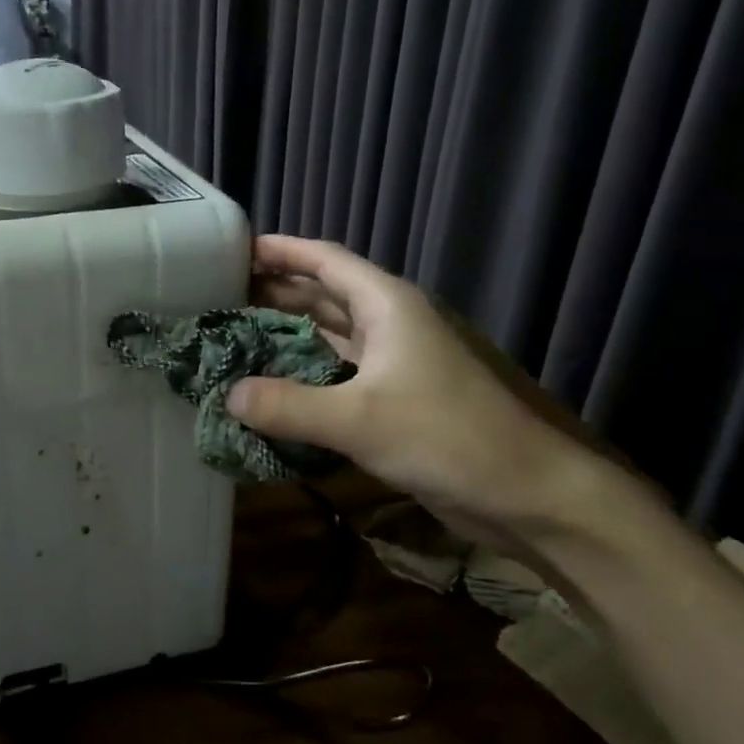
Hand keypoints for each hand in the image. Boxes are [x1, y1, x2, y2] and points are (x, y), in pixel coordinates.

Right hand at [228, 235, 625, 549]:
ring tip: (234, 338)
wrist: (524, 492)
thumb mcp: (359, 418)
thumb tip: (228, 396)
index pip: (325, 260)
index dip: (280, 251)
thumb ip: (288, 405)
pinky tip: (269, 390)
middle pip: (322, 296)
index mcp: (386, 305)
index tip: (233, 251)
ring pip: (327, 337)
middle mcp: (388, 324)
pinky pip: (335, 376)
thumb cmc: (446, 436)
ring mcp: (392, 363)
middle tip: (219, 298)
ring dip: (285, 336)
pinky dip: (302, 377)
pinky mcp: (392, 400)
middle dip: (274, 293)